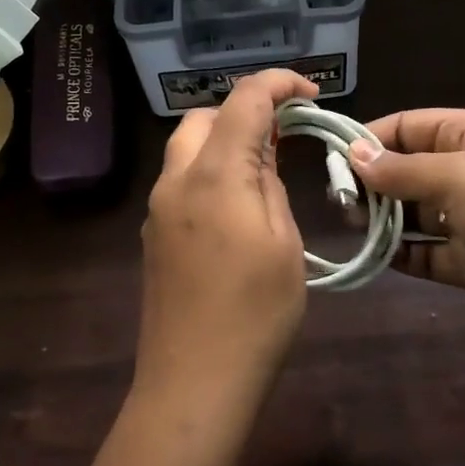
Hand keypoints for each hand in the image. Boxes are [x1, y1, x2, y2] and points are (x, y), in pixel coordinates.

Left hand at [138, 69, 317, 417]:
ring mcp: (157, 209)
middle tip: (286, 136)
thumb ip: (271, 187)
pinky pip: (180, 182)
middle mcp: (176, 180)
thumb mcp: (283, 244)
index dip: (278, 84)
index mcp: (215, 175)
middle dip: (245, 112)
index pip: (243, 100)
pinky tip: (237, 206)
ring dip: (224, 142)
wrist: (194, 382)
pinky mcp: (153, 236)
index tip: (311, 94)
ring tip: (266, 169)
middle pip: (204, 118)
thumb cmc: (255, 314)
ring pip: (187, 148)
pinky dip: (209, 172)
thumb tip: (262, 158)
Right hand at [348, 109, 464, 372]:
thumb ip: (403, 169)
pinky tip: (372, 257)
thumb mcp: (461, 179)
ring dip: (380, 219)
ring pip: (408, 212)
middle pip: (403, 169)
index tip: (330, 162)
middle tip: (339, 204)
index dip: (368, 139)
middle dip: (370, 182)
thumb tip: (353, 153)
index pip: (406, 126)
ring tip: (352, 227)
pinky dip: (397, 254)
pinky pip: (421, 252)